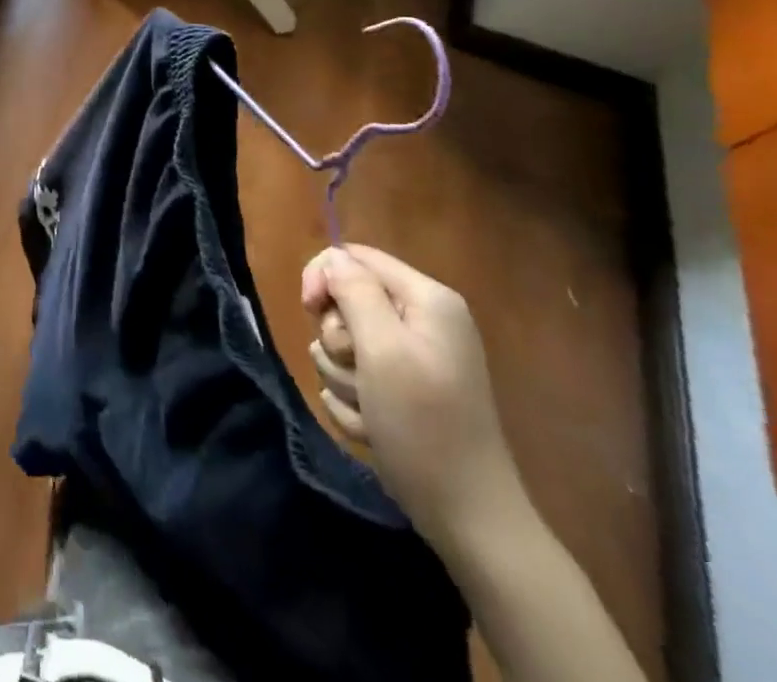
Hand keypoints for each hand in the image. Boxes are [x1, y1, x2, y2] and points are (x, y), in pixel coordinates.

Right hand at [300, 244, 523, 551]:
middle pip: (345, 302)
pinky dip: (355, 403)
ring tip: (369, 410)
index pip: (354, 256)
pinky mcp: (402, 392)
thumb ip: (354, 292)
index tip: (309, 309)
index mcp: (426, 300)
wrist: (468, 519)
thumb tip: (333, 259)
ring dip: (343, 378)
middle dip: (338, 340)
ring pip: (343, 345)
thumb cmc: (424, 425)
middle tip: (358, 372)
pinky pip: (354, 379)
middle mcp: (421, 321)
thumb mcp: (383, 350)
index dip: (323, 276)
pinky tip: (374, 429)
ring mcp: (413, 359)